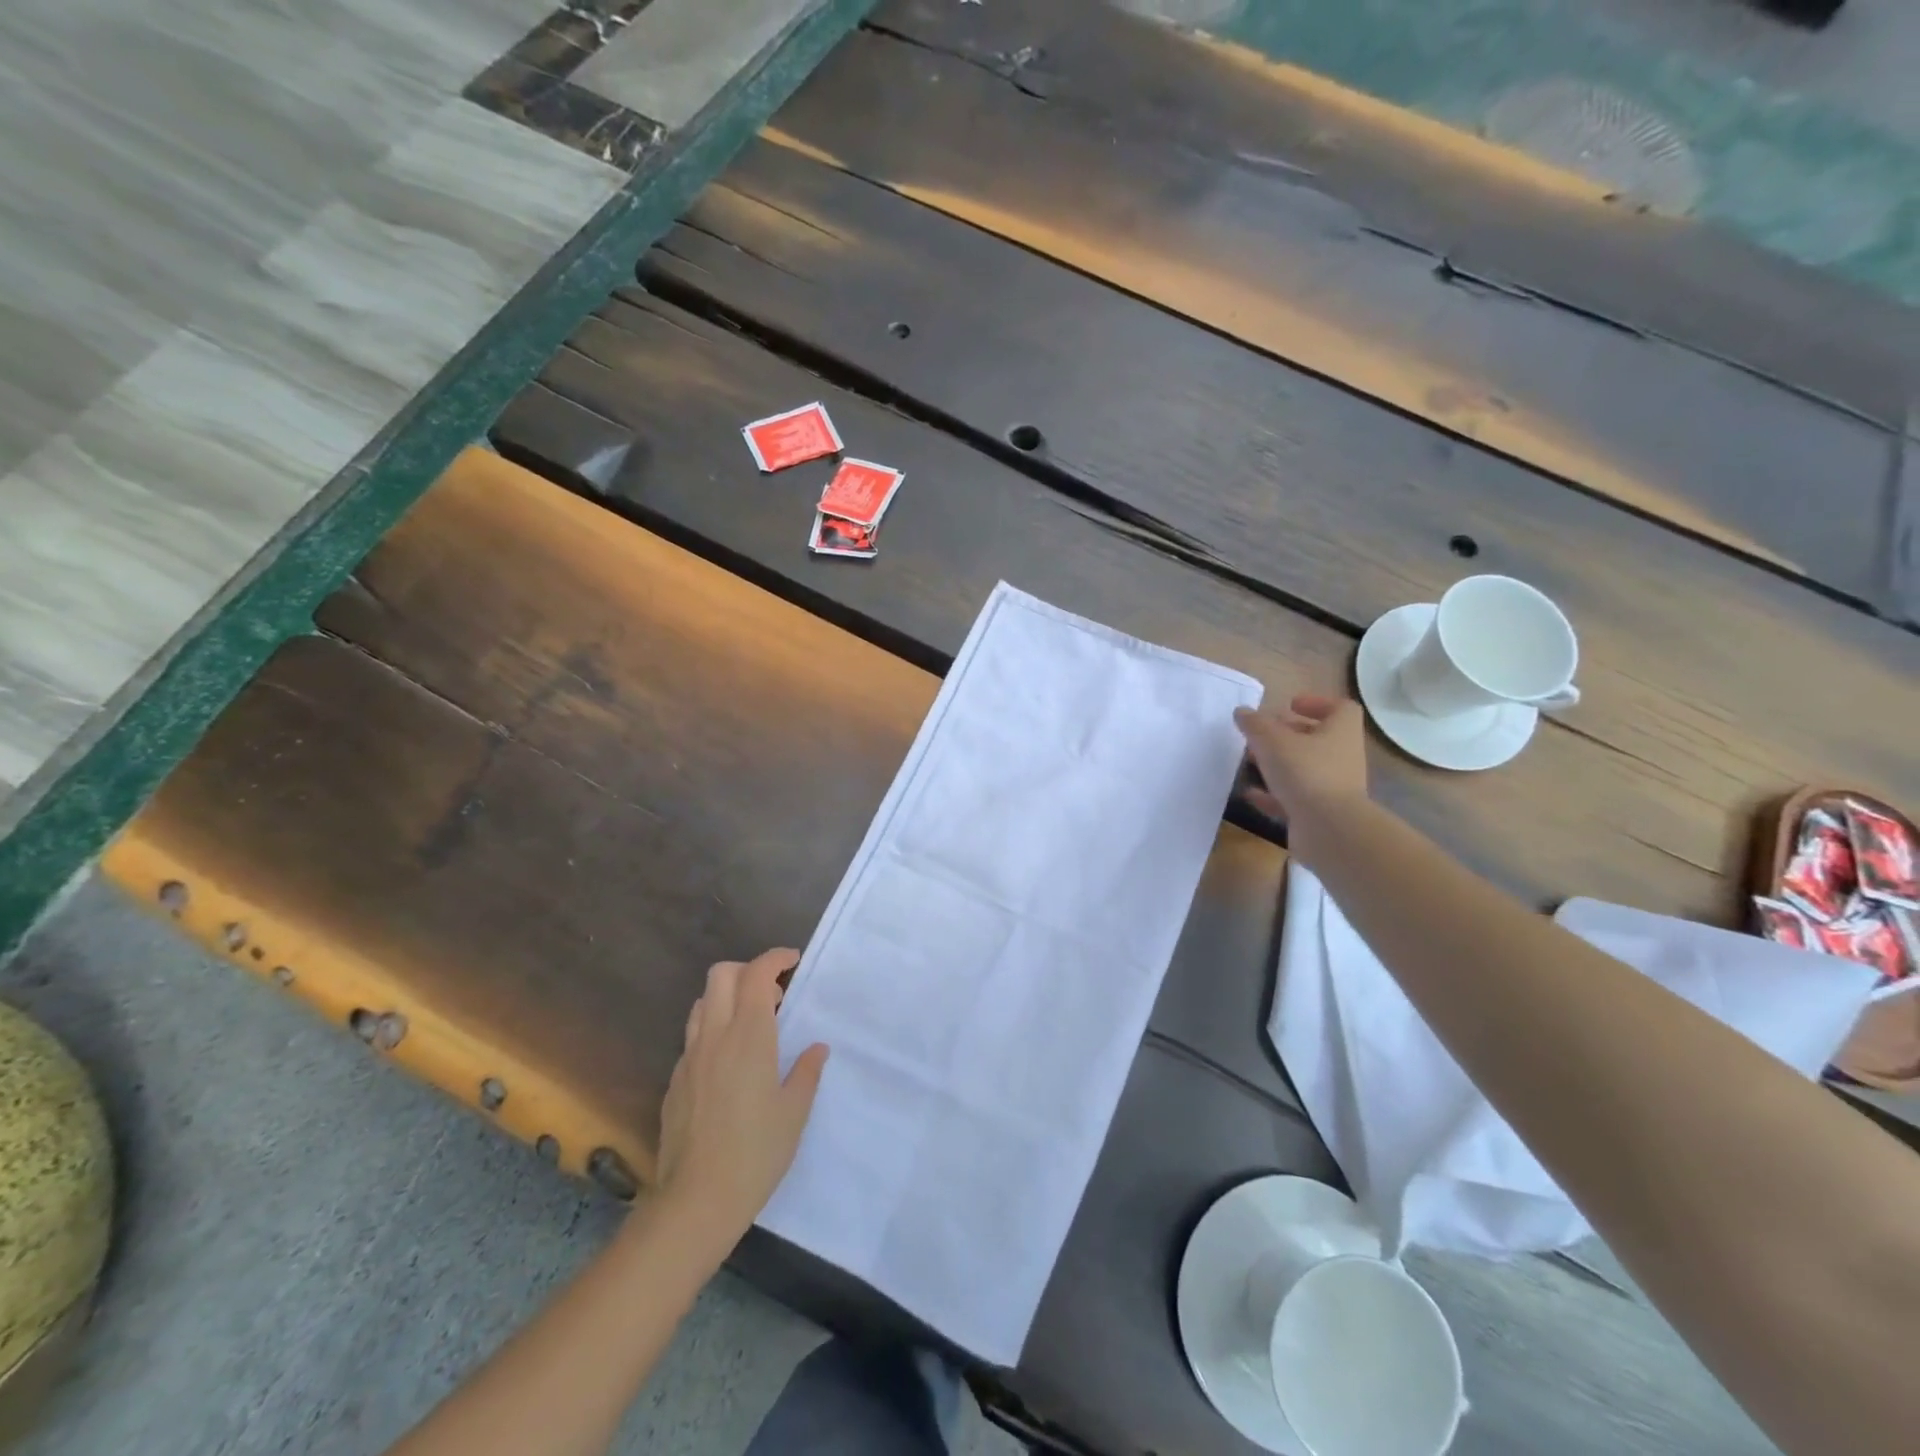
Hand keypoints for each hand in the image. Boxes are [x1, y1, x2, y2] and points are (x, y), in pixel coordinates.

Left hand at [655, 948, 828, 1244]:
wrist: (695, 1202)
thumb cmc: (755, 1154)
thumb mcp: (794, 1113)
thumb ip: (806, 1072)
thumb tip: (816, 1048)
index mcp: (749, 1037)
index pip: (756, 974)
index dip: (775, 958)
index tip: (793, 962)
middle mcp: (715, 1037)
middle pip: (721, 975)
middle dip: (748, 970)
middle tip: (774, 994)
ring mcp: (689, 1058)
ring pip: (703, 1002)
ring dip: (727, 998)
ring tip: (752, 1024)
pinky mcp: (675, 1081)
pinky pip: (694, 1037)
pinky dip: (713, 1030)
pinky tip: (729, 1064)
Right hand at [1234, 694, 1368, 835]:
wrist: (1328, 829)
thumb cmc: (1305, 772)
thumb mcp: (1272, 740)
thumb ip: (1255, 724)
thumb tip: (1242, 712)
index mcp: (1340, 732)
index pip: (1340, 708)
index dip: (1316, 703)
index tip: (1290, 705)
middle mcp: (1342, 757)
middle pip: (1318, 739)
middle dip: (1288, 735)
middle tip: (1260, 734)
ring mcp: (1333, 787)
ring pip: (1304, 769)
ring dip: (1278, 764)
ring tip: (1249, 761)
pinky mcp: (1320, 813)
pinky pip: (1294, 798)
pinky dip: (1273, 794)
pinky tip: (1250, 793)